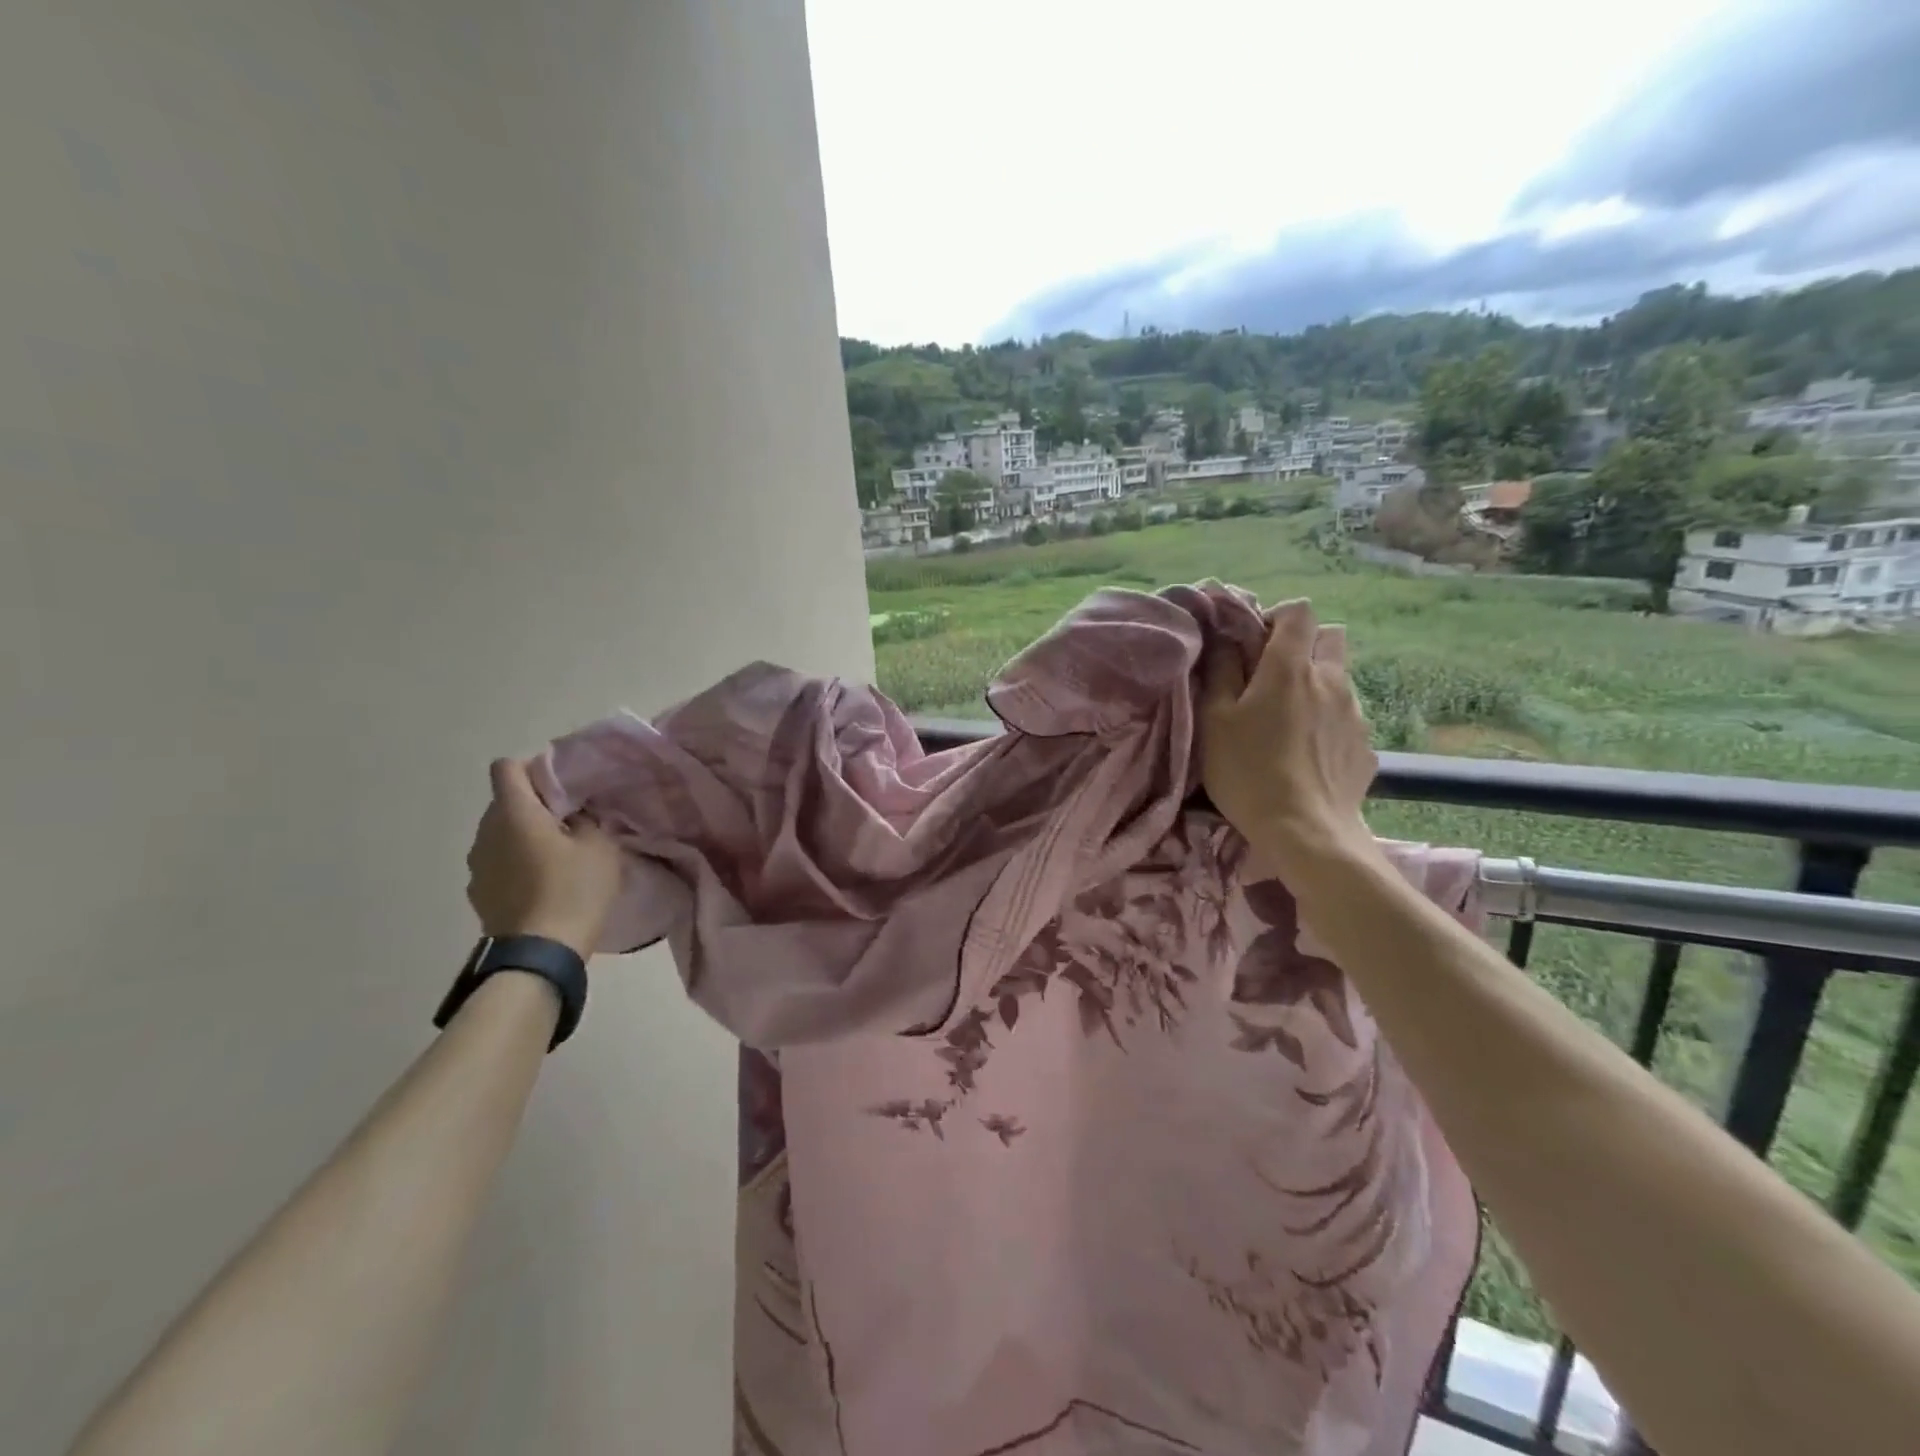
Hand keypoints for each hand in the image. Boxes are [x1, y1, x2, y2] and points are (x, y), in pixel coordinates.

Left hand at [465, 759, 622, 958]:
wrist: (540, 953)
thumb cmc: (574, 890)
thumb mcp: (600, 847)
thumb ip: (587, 820)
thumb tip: (575, 816)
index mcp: (514, 813)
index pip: (507, 768)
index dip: (534, 768)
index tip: (562, 785)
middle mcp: (486, 832)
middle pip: (504, 801)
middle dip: (534, 804)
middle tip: (570, 820)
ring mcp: (477, 865)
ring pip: (500, 833)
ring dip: (523, 835)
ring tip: (557, 854)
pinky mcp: (478, 893)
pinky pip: (497, 862)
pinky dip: (516, 863)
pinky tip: (542, 883)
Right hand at [1200, 599, 1379, 875]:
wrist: (1306, 832)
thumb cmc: (1248, 771)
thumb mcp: (1214, 720)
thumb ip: (1221, 671)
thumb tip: (1228, 639)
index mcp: (1291, 668)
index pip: (1299, 612)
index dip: (1276, 618)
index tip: (1253, 644)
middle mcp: (1332, 680)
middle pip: (1331, 637)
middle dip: (1305, 645)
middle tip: (1273, 677)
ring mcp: (1356, 714)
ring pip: (1340, 679)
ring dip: (1316, 685)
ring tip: (1288, 723)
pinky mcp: (1366, 747)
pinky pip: (1347, 719)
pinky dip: (1328, 723)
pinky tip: (1306, 754)